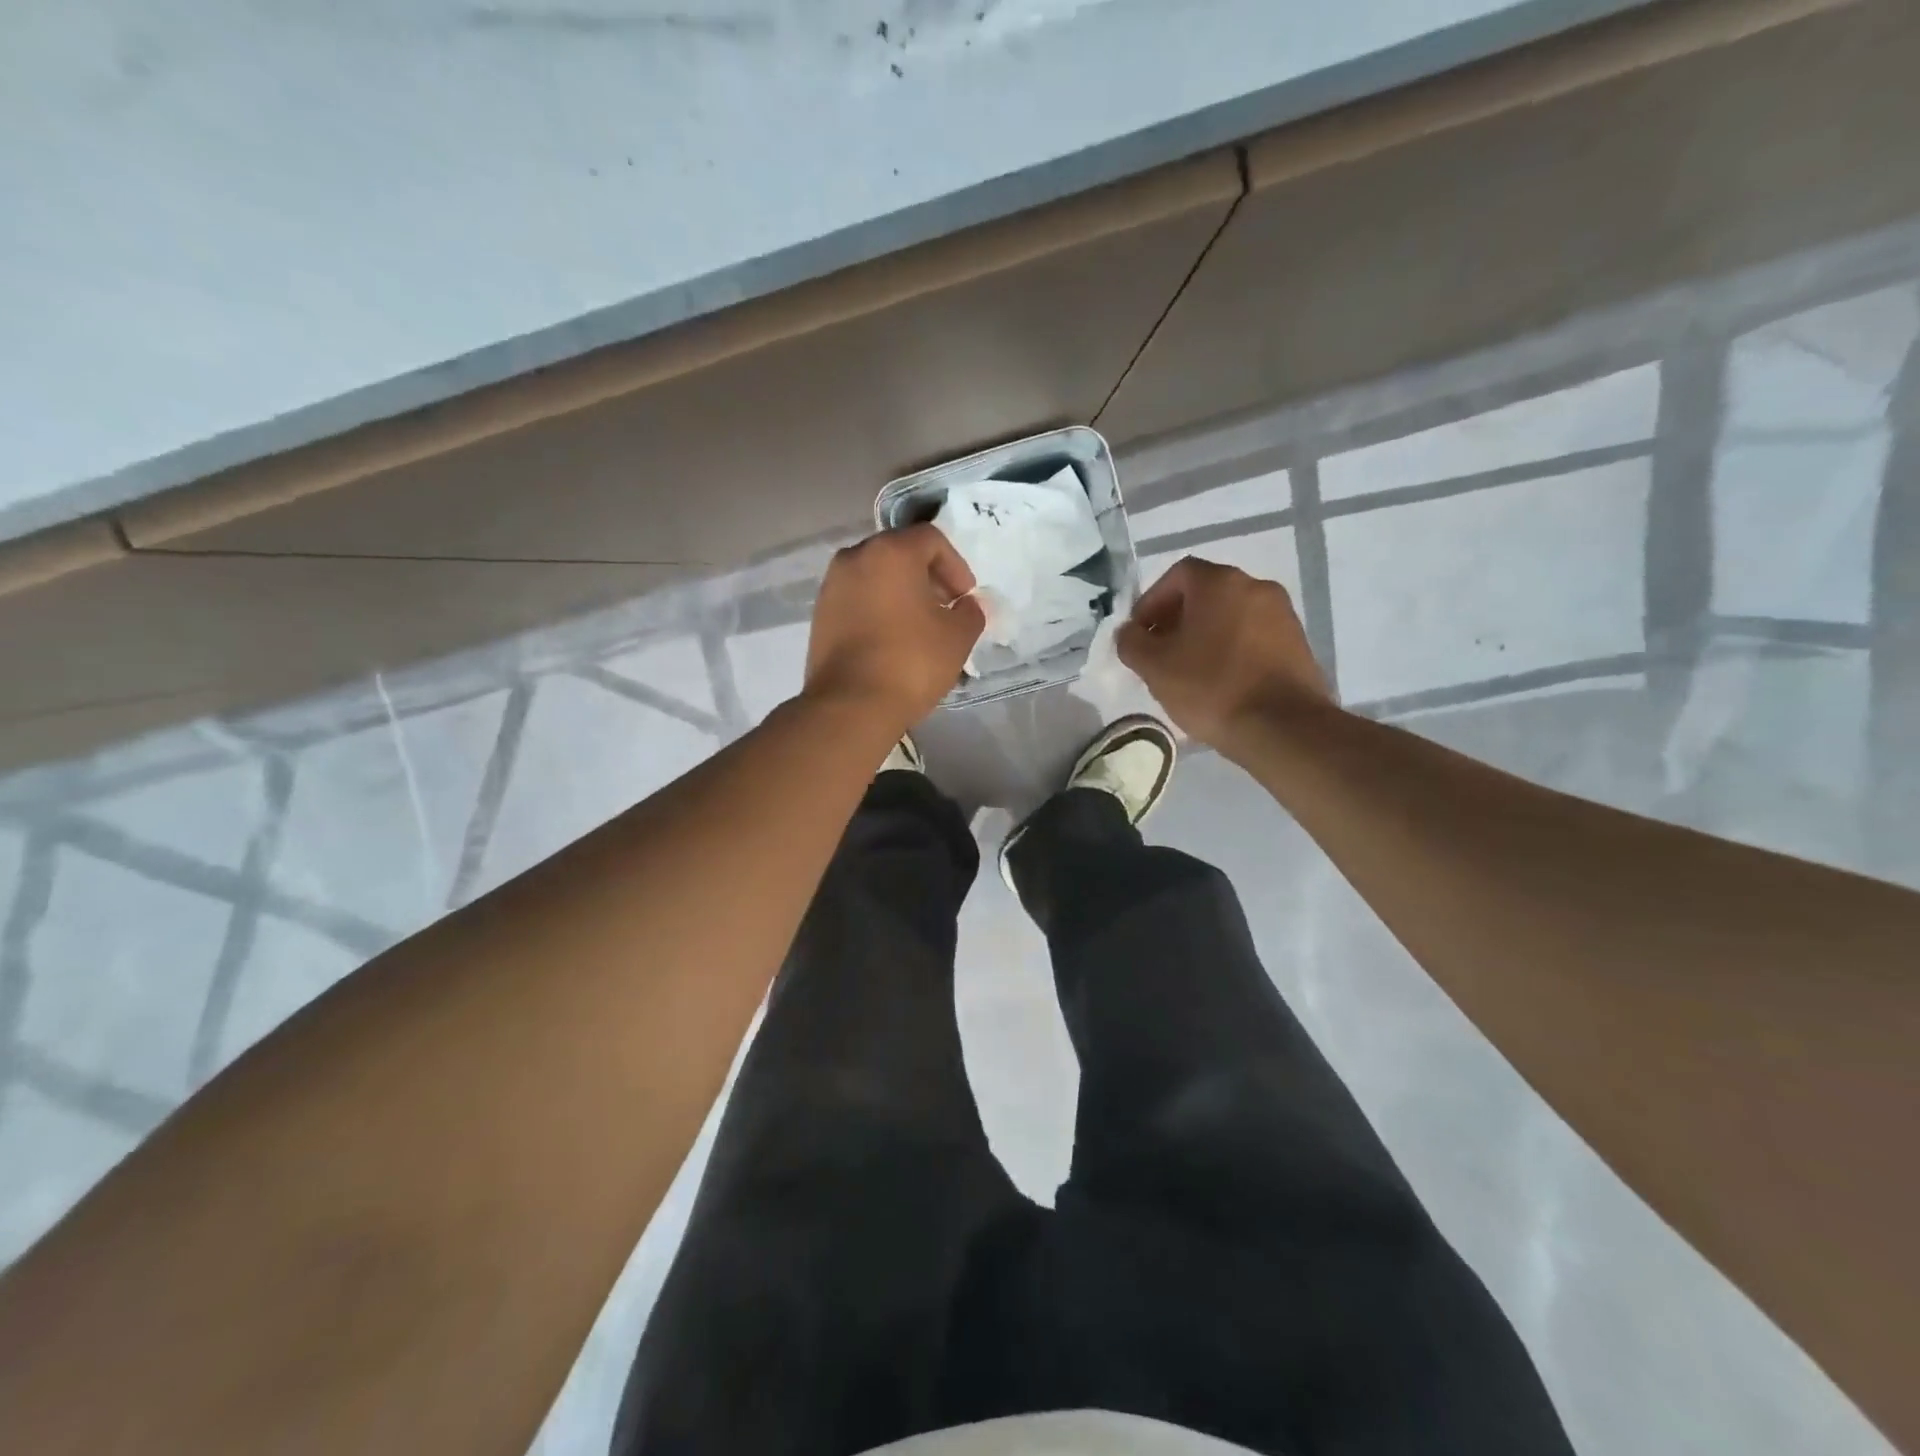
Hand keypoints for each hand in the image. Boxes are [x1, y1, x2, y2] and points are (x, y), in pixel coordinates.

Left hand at [804, 523, 985, 732]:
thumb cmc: (911, 661)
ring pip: (876, 576)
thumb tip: (969, 605)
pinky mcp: (820, 615)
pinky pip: (858, 599)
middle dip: (927, 576)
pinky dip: (878, 608)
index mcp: (890, 552)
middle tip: (945, 608)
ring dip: (901, 593)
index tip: (965, 597)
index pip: (931, 539)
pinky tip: (893, 639)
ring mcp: (831, 586)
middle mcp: (854, 557)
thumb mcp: (957, 637)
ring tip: (920, 626)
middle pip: (899, 553)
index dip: (956, 565)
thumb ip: (971, 612)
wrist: (851, 705)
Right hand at [1117, 557, 1331, 754]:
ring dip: (1205, 636)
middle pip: (1206, 594)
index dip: (1151, 602)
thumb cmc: (1211, 687)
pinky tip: (1220, 683)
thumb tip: (1129, 633)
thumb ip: (1131, 642)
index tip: (1140, 634)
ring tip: (1188, 672)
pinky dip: (1231, 650)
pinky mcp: (1298, 645)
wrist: (1283, 728)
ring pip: (1231, 616)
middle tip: (1159, 653)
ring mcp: (1283, 615)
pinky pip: (1253, 637)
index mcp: (1220, 583)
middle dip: (1177, 620)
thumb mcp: (1154, 667)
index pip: (1177, 575)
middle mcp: (1256, 587)